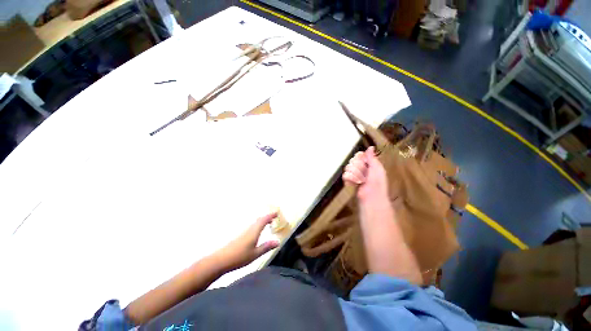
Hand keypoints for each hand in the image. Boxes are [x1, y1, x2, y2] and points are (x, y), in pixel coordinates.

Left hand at [215, 213, 279, 271]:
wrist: (221, 260)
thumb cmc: (239, 257)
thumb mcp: (255, 254)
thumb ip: (266, 247)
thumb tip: (278, 242)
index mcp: (254, 232)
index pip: (264, 220)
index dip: (270, 215)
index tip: (276, 213)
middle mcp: (249, 229)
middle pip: (259, 220)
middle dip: (267, 217)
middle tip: (273, 217)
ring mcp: (244, 232)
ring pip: (255, 223)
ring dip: (262, 221)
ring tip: (267, 223)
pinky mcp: (240, 236)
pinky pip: (251, 226)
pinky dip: (257, 225)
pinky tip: (257, 231)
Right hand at [342, 147, 388, 201]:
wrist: (371, 196)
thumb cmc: (377, 182)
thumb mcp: (377, 168)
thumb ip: (371, 157)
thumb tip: (371, 147)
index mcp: (368, 164)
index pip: (359, 155)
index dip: (360, 159)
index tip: (364, 164)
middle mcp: (360, 168)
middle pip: (352, 161)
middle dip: (358, 168)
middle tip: (364, 175)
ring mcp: (354, 174)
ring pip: (348, 168)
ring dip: (355, 175)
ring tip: (360, 181)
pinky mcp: (349, 180)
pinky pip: (345, 175)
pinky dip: (350, 179)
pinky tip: (355, 183)